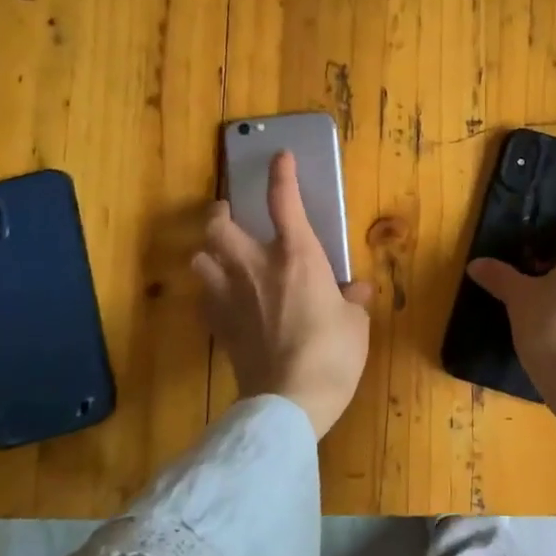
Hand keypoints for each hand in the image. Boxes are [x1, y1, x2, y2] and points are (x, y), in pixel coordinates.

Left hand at [193, 150, 374, 438]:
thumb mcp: (355, 323)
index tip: (280, 156)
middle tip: (228, 212)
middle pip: (219, 226)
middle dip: (220, 213)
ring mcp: (230, 297)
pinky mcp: (218, 327)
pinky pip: (203, 298)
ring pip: (200, 259)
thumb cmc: (332, 353)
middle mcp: (256, 267)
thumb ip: (352, 300)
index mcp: (296, 256)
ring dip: (207, 253)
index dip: (281, 174)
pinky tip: (220, 299)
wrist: (290, 400)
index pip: (284, 202)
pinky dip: (209, 292)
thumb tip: (355, 291)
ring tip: (219, 256)